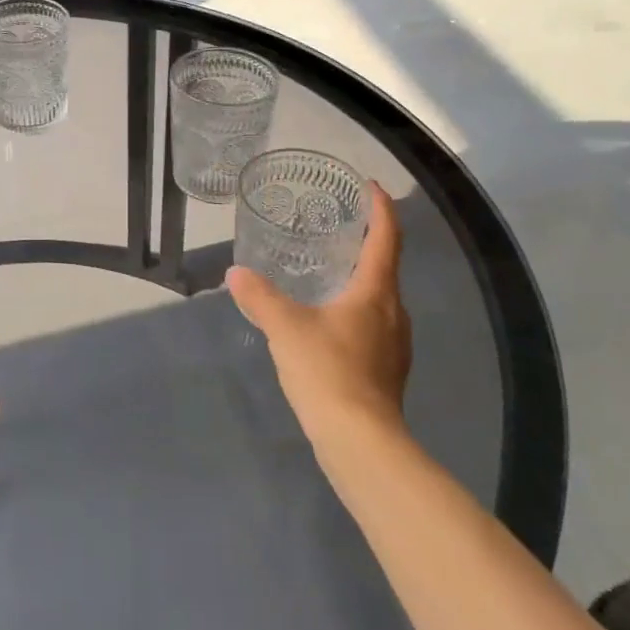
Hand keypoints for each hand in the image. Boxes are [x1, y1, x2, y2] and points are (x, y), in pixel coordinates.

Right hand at [226, 184, 410, 447]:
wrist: (361, 442)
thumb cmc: (328, 371)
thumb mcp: (286, 328)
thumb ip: (260, 297)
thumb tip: (235, 273)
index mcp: (375, 292)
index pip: (386, 238)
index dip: (381, 209)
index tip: (371, 186)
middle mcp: (393, 313)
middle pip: (386, 267)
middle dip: (368, 243)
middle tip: (338, 227)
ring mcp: (394, 345)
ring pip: (380, 299)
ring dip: (361, 280)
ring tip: (329, 272)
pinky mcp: (386, 371)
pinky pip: (373, 326)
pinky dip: (355, 311)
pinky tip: (328, 323)